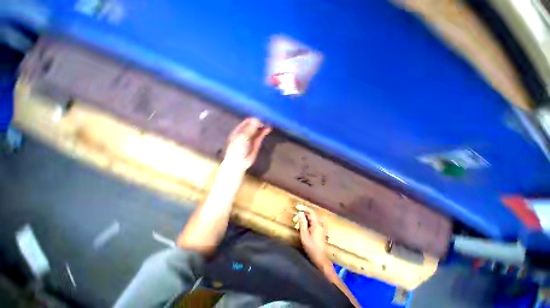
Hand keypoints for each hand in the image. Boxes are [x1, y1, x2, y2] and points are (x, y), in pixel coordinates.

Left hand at [224, 118, 271, 169]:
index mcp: (239, 130)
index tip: (260, 116)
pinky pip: (261, 136)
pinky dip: (265, 132)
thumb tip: (257, 119)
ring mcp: (251, 138)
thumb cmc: (237, 148)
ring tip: (269, 122)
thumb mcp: (242, 137)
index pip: (247, 122)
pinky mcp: (257, 143)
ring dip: (263, 126)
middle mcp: (245, 133)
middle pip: (253, 125)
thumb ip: (250, 128)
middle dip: (259, 121)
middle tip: (266, 118)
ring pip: (258, 130)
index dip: (253, 118)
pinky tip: (269, 128)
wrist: (239, 162)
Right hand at [295, 205, 329, 269]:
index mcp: (317, 223)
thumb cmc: (311, 246)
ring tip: (296, 224)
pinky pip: (312, 223)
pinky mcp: (319, 230)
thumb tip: (300, 213)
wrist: (319, 258)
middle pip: (310, 215)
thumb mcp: (304, 234)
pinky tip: (301, 227)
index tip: (297, 207)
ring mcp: (320, 227)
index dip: (304, 208)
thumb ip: (302, 222)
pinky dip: (306, 223)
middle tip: (294, 219)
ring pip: (311, 219)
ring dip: (303, 219)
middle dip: (302, 215)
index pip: (311, 211)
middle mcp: (319, 224)